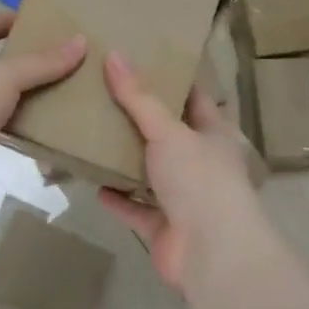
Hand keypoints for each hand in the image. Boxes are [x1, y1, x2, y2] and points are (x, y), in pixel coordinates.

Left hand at [0, 12, 86, 209]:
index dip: (5, 20)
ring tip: (51, 89)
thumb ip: (42, 62)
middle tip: (51, 57)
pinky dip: (9, 119)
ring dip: (14, 92)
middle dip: (15, 59)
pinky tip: (34, 122)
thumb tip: (80, 42)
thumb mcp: (4, 77)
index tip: (37, 22)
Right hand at [98, 51, 260, 292]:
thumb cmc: (199, 180)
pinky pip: (136, 208)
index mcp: (214, 135)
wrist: (212, 253)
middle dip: (141, 120)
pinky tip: (94, 183)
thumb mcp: (168, 130)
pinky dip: (118, 199)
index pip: (194, 98)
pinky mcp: (165, 227)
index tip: (142, 60)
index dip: (172, 80)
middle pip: (169, 135)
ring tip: (94, 135)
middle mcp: (202, 164)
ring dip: (127, 160)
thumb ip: (139, 98)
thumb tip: (114, 55)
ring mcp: (184, 198)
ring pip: (151, 173)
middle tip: (104, 94)